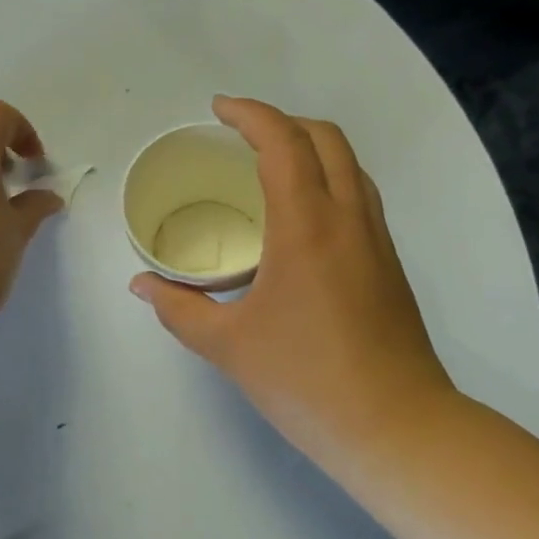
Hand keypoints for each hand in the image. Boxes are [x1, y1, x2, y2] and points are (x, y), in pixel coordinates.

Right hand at [130, 96, 458, 467]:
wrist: (397, 428)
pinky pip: (358, 197)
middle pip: (326, 139)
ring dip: (310, 148)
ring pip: (350, 166)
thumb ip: (178, 307)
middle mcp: (348, 219)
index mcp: (307, 227)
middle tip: (239, 134)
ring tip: (267, 165)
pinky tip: (298, 217)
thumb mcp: (227, 345)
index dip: (250, 115)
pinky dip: (327, 179)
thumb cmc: (306, 380)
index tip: (218, 110)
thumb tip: (141, 285)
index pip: (283, 143)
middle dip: (282, 121)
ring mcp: (376, 241)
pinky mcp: (388, 265)